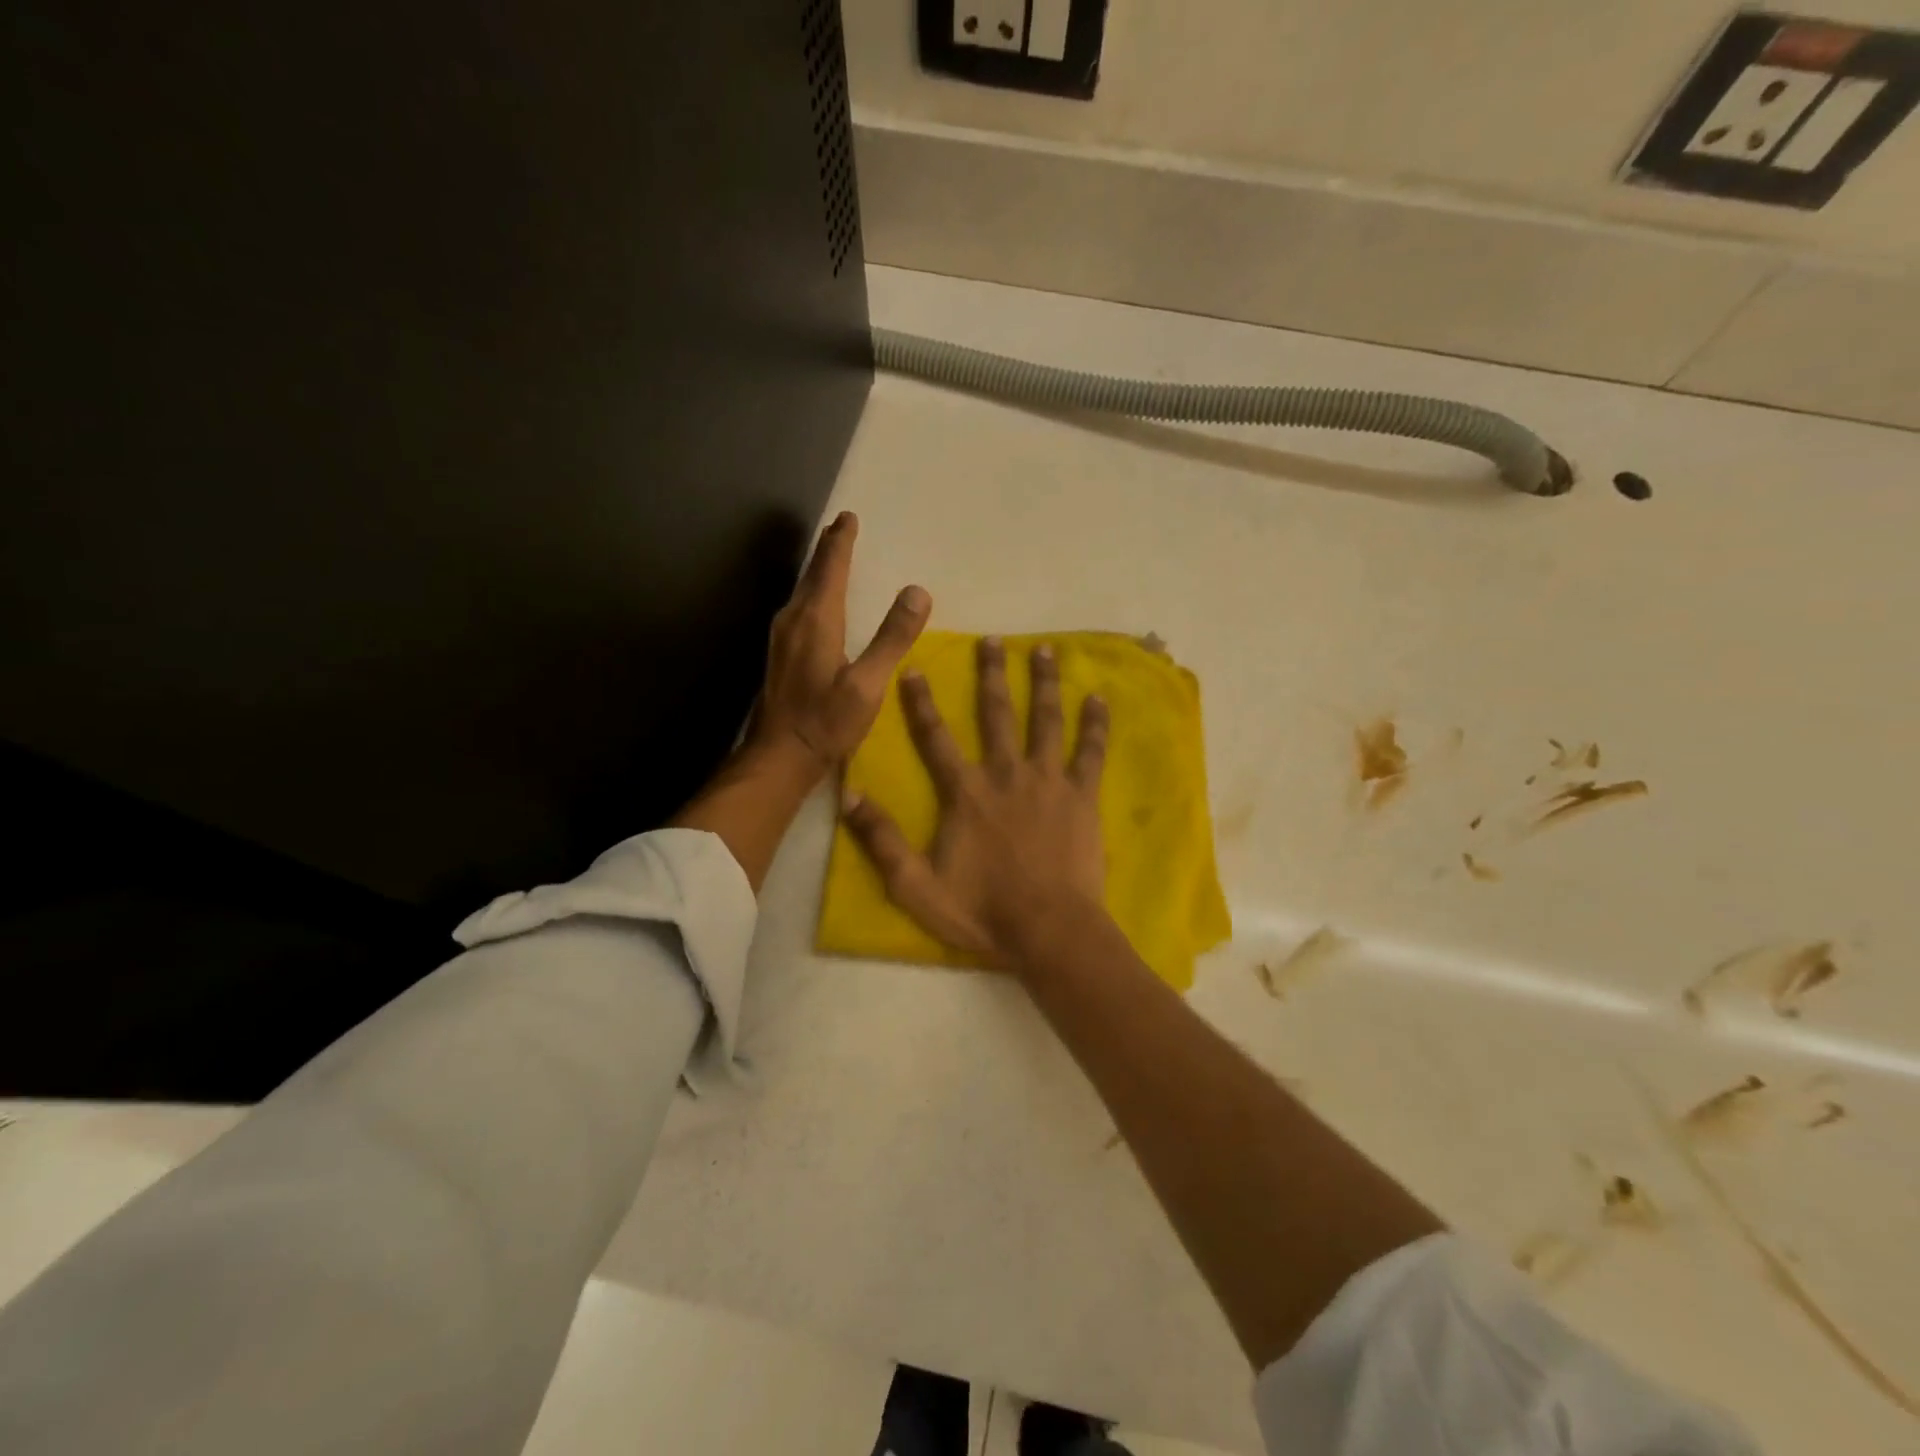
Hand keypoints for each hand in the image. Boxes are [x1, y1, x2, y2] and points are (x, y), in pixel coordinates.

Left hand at [750, 511, 930, 773]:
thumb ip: (892, 637)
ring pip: (802, 591)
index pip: (830, 568)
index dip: (841, 542)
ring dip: (818, 571)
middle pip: (812, 574)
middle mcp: (793, 620)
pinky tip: (817, 605)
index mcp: (816, 620)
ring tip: (832, 559)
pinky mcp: (779, 656)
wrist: (779, 757)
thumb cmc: (826, 722)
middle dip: (828, 550)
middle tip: (840, 528)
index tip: (848, 517)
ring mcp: (781, 638)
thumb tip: (917, 591)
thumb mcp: (867, 684)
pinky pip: (798, 609)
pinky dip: (812, 594)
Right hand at [842, 637, 1109, 969]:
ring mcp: (1048, 781)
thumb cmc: (982, 911)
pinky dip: (1095, 724)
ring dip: (1043, 683)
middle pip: (996, 714)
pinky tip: (1098, 698)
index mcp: (966, 793)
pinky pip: (1090, 752)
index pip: (936, 738)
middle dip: (992, 674)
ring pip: (1045, 720)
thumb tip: (847, 795)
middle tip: (992, 640)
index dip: (921, 703)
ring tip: (1043, 649)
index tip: (913, 669)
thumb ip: (882, 840)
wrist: (1049, 930)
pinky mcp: (1082, 796)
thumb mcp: (916, 885)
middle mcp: (1006, 774)